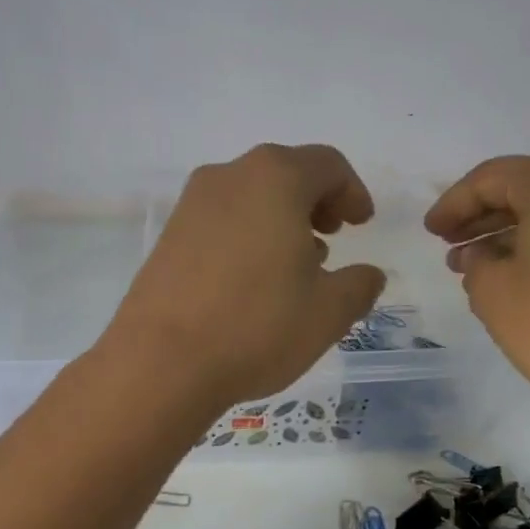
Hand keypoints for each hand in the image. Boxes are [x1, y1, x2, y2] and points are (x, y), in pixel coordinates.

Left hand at [104, 144, 386, 409]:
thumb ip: (360, 285)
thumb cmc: (257, 327)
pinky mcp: (167, 237)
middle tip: (332, 239)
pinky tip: (253, 281)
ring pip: (250, 198)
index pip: (327, 165)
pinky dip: (247, 237)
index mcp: (275, 179)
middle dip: (316, 203)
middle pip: (285, 174)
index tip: (362, 224)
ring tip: (295, 265)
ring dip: (280, 221)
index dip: (353, 192)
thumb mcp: (329, 312)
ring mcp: (190, 205)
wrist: (161, 363)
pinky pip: (221, 222)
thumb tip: (368, 274)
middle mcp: (229, 177)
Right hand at [425, 152, 529, 430]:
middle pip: (526, 189)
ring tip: (479, 266)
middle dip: (483, 217)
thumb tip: (479, 255)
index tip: (429, 231)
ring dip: (512, 234)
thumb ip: (475, 264)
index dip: (453, 204)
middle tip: (450, 246)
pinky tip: (523, 276)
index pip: (491, 178)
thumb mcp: (495, 295)